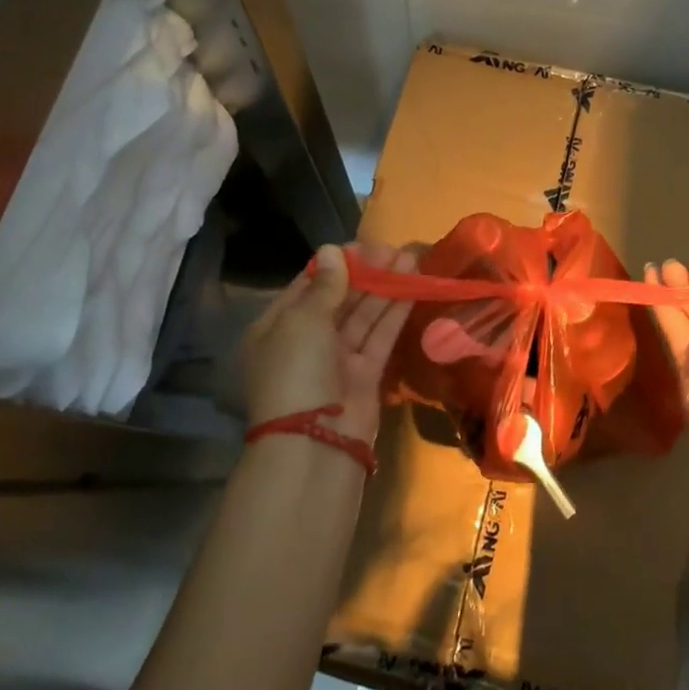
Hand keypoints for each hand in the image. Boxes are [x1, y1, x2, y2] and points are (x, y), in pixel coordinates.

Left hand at [242, 242, 416, 444]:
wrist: (315, 443)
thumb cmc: (297, 371)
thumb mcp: (303, 321)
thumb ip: (325, 286)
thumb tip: (331, 250)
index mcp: (276, 328)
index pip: (307, 287)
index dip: (334, 265)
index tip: (361, 245)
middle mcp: (306, 342)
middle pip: (338, 300)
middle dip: (365, 274)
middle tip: (392, 249)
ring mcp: (337, 360)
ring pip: (363, 316)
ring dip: (385, 288)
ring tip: (409, 259)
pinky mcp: (365, 374)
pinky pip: (380, 336)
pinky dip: (394, 313)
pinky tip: (412, 287)